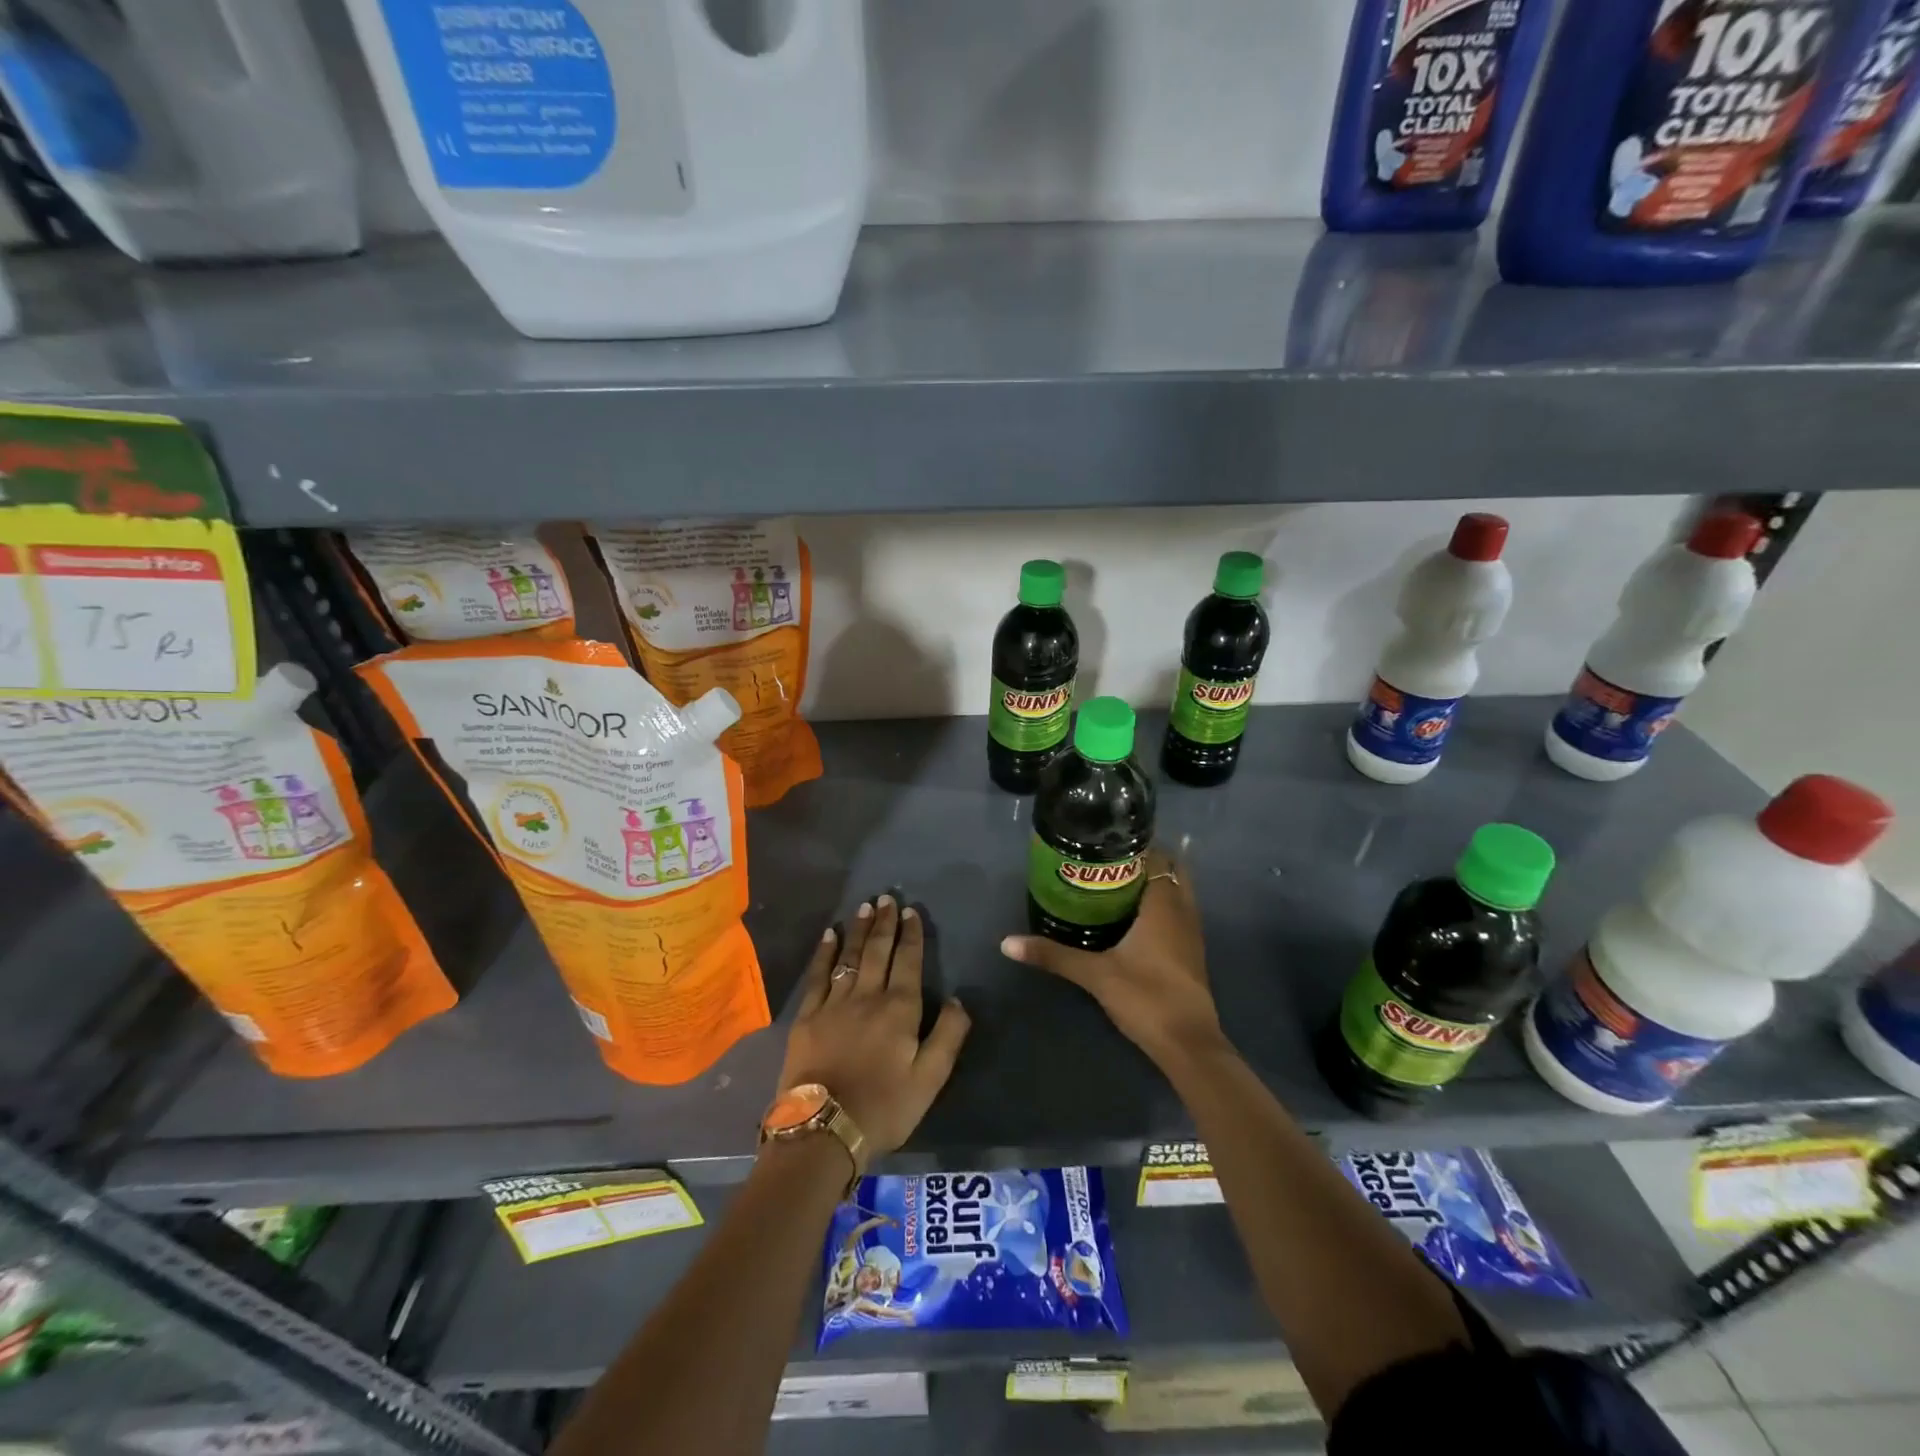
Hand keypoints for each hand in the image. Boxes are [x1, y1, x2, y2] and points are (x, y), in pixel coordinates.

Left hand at [777, 894, 970, 1158]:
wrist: (824, 1129)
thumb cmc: (884, 1107)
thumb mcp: (930, 1079)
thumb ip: (948, 1036)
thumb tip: (960, 999)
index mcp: (900, 1009)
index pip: (909, 961)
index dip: (912, 935)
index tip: (911, 911)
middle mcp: (868, 996)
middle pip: (878, 951)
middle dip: (884, 923)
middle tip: (886, 897)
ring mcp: (834, 1003)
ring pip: (850, 957)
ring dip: (858, 929)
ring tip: (864, 906)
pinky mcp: (808, 1016)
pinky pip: (818, 975)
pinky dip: (825, 952)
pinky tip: (829, 935)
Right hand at [1000, 850, 1220, 1063]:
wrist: (1188, 1045)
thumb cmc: (1146, 997)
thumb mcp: (1095, 974)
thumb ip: (1054, 955)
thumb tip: (1007, 943)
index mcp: (1164, 905)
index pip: (1158, 857)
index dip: (1137, 845)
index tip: (1106, 840)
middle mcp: (1183, 911)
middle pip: (1172, 870)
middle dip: (1145, 861)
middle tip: (1107, 861)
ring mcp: (1192, 933)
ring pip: (1178, 892)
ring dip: (1154, 883)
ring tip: (1114, 882)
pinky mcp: (1191, 953)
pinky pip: (1178, 913)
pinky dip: (1160, 905)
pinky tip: (1131, 917)